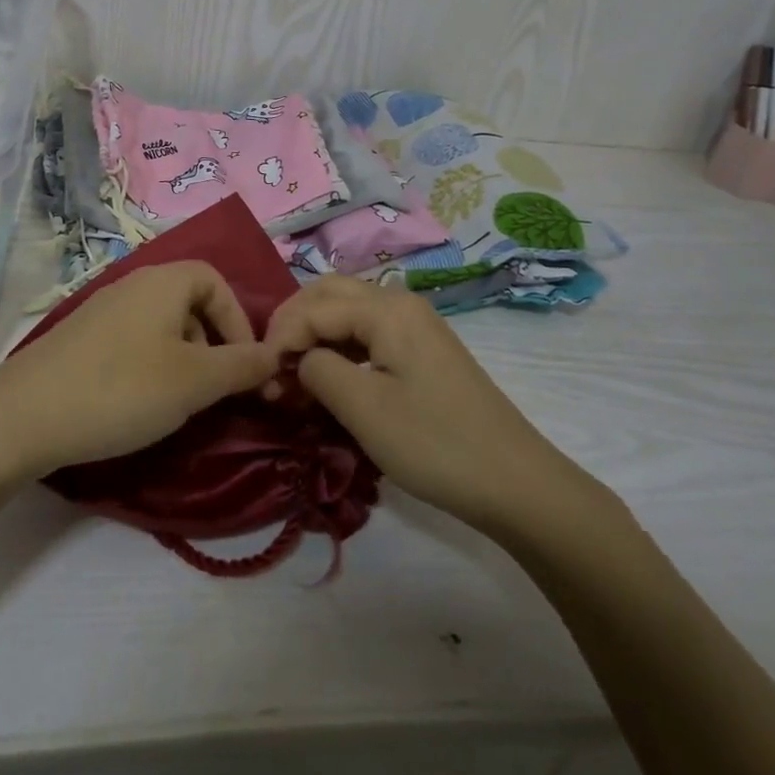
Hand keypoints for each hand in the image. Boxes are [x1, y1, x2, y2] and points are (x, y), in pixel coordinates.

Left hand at [0, 261, 278, 478]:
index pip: (217, 281)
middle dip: (214, 343)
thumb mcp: (195, 381)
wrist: (24, 414)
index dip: (239, 320)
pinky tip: (140, 402)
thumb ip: (243, 366)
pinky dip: (151, 366)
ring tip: (180, 400)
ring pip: (162, 326)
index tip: (245, 365)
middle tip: (215, 388)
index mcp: (164, 281)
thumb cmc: (122, 388)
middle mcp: (134, 284)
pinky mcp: (81, 339)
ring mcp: (102, 310)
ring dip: (184, 358)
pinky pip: (133, 342)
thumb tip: (276, 357)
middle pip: (191, 302)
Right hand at [264, 275, 606, 535]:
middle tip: (271, 364)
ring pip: (348, 309)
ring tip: (293, 372)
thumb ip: (318, 370)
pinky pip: (367, 330)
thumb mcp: (364, 409)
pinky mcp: (422, 348)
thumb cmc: (435, 443)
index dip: (280, 338)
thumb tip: (300, 360)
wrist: (514, 481)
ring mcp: (415, 324)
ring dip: (315, 332)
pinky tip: (328, 375)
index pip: (313, 307)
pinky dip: (339, 345)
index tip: (261, 380)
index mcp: (387, 309)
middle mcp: (400, 302)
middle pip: (329, 293)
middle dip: (294, 322)